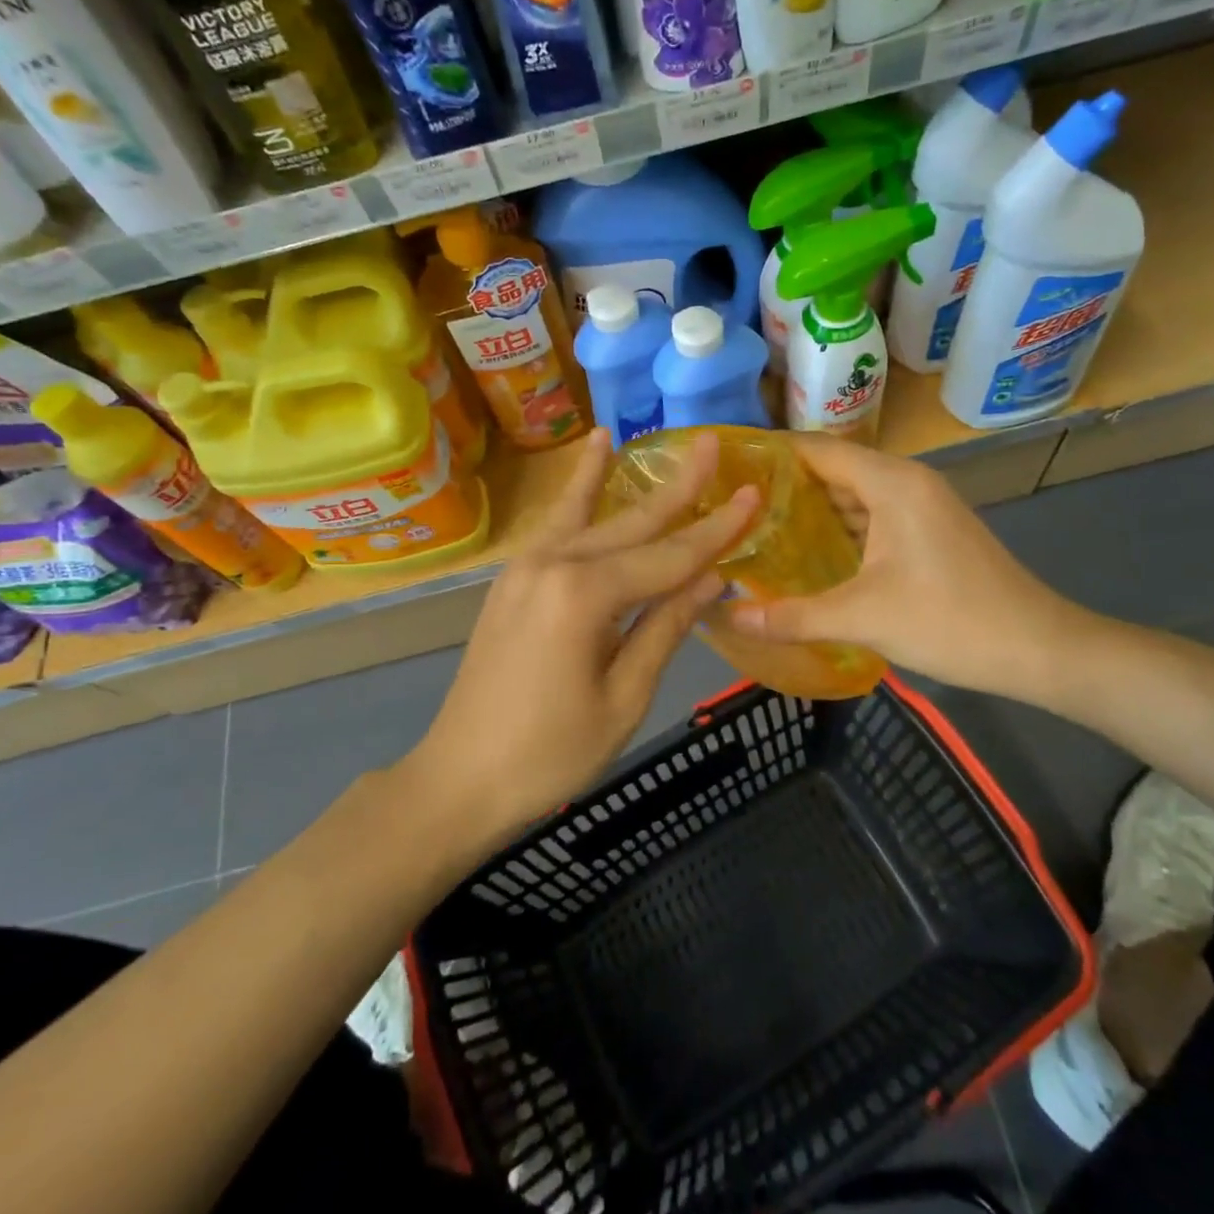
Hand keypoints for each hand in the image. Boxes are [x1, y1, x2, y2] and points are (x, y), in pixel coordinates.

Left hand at [410, 428, 757, 842]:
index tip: (753, 492)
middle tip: (714, 445)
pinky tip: (588, 460)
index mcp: (584, 596)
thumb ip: (665, 627)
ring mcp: (526, 567)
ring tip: (638, 434)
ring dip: (622, 478)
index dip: (716, 529)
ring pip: (591, 516)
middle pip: (632, 523)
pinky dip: (577, 492)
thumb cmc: (551, 754)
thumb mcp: (624, 697)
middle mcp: (553, 564)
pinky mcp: (513, 579)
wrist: (459, 779)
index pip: (669, 557)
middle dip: (679, 489)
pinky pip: (557, 526)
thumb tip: (710, 577)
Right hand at [727, 435, 1090, 699]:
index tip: (726, 468)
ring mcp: (923, 507)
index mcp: (891, 483)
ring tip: (758, 527)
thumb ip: (789, 616)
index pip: (818, 449)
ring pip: (854, 495)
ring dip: (811, 509)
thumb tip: (725, 618)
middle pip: (834, 469)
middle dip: (785, 485)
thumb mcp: (862, 618)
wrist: (1037, 649)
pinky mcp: (930, 532)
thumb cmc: (949, 620)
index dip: (772, 453)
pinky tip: (809, 554)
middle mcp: (907, 482)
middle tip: (732, 504)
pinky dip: (840, 528)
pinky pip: (873, 517)